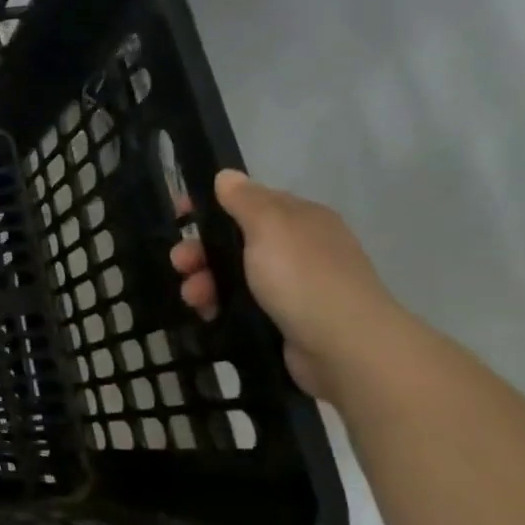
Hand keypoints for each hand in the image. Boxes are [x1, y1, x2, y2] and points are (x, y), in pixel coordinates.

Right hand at [169, 169, 400, 400]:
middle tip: (180, 265)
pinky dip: (220, 305)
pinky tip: (208, 314)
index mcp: (300, 218)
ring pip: (234, 274)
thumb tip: (226, 176)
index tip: (178, 216)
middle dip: (201, 250)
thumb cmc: (303, 278)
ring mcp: (294, 285)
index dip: (210, 205)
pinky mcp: (286, 318)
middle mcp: (299, 247)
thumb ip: (244, 200)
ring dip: (205, 281)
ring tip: (193, 298)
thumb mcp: (270, 227)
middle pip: (235, 239)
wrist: (346, 348)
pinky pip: (241, 303)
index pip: (248, 200)